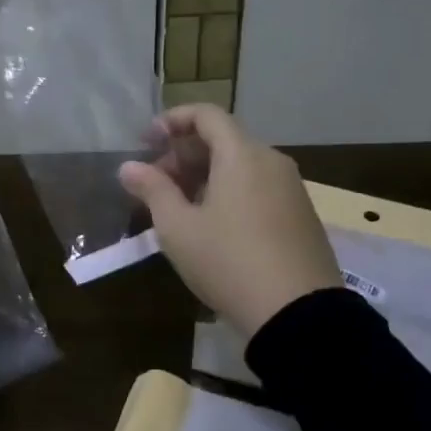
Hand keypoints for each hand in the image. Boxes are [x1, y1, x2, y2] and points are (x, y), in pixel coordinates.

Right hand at [118, 104, 341, 337]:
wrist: (298, 315)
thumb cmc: (228, 261)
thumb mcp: (178, 228)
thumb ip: (152, 190)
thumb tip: (129, 167)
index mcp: (242, 154)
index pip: (206, 115)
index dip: (172, 120)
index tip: (146, 142)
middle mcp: (272, 161)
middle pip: (223, 140)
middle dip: (183, 154)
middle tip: (154, 183)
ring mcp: (291, 189)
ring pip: (241, 165)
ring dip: (205, 175)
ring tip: (178, 207)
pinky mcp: (301, 216)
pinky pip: (258, 187)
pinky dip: (229, 191)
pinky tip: (211, 224)